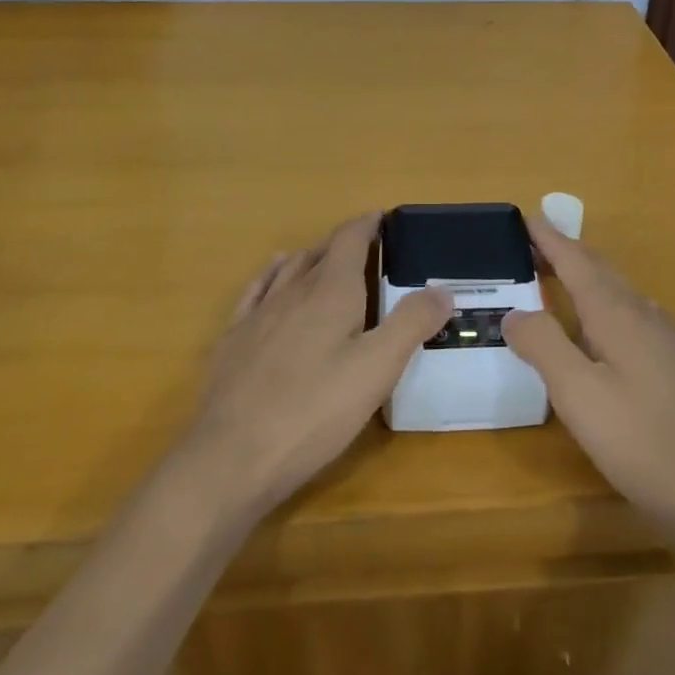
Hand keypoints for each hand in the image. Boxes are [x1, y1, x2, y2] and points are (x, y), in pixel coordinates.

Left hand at [175, 214, 453, 521]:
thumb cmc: (314, 411)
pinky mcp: (234, 340)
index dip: (367, 224)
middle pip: (321, 252)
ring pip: (289, 269)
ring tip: (326, 256)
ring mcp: (259, 314)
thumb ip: (411, 324)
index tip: (382, 217)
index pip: (350, 239)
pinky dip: (270, 274)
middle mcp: (293, 291)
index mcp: (331, 291)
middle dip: (344, 243)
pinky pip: (255, 290)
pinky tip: (273, 276)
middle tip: (366, 247)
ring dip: (311, 257)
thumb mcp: (377, 369)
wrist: (231, 457)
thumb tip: (442, 289)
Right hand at [503, 218, 674, 546]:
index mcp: (618, 315)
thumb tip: (515, 312)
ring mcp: (673, 340)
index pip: (576, 262)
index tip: (528, 216)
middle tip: (535, 245)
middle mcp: (647, 315)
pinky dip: (611, 308)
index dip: (550, 239)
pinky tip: (611, 334)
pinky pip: (639, 318)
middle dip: (568, 254)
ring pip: (623, 295)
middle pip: (602, 271)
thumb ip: (544, 347)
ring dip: (590, 280)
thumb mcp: (580, 397)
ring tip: (564, 284)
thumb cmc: (645, 443)